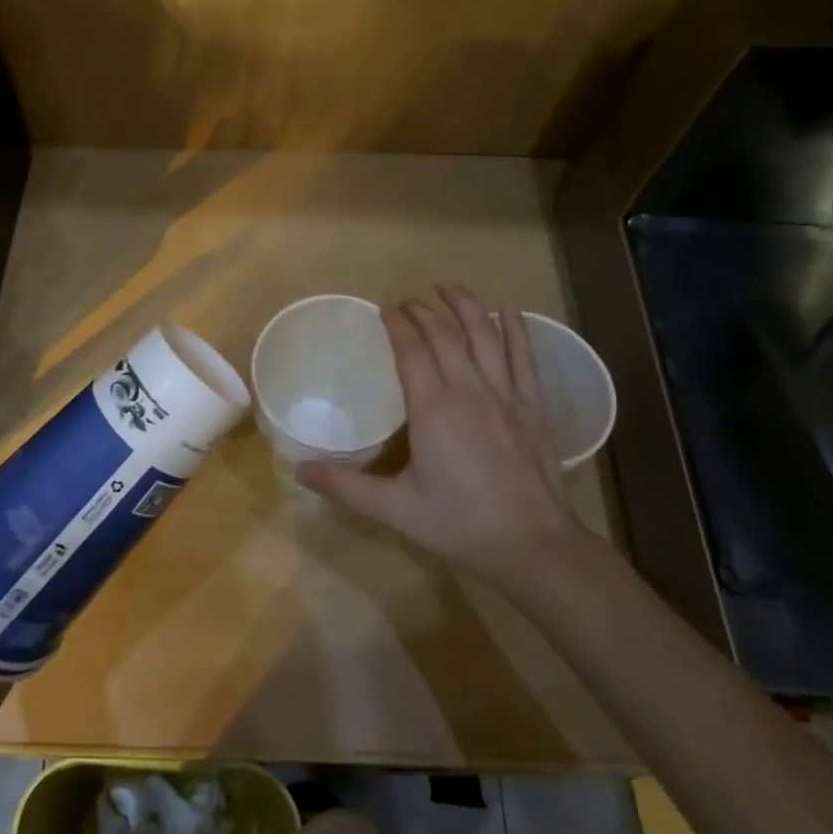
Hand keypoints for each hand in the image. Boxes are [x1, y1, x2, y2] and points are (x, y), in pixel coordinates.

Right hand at [297, 284, 582, 580]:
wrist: (532, 546)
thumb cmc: (459, 524)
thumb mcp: (396, 509)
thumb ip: (347, 487)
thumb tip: (299, 472)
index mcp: (433, 409)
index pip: (411, 351)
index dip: (397, 325)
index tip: (385, 309)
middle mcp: (468, 390)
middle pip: (444, 335)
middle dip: (423, 311)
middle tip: (407, 302)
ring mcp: (506, 395)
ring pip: (485, 336)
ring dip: (465, 306)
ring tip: (448, 287)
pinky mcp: (532, 407)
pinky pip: (525, 357)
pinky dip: (517, 329)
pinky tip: (510, 308)